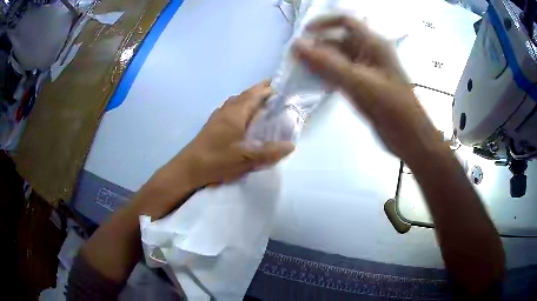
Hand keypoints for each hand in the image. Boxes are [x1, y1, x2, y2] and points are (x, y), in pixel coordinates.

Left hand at [179, 81, 294, 186]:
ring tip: (257, 99)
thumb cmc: (217, 160)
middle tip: (270, 88)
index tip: (277, 85)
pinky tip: (240, 115)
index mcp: (235, 115)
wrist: (189, 168)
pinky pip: (229, 108)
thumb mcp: (246, 159)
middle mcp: (226, 111)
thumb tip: (291, 145)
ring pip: (234, 101)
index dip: (265, 90)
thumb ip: (269, 152)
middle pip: (243, 96)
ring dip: (247, 97)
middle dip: (257, 90)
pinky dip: (238, 105)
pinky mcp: (212, 125)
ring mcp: (217, 117)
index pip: (253, 96)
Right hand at [293, 16, 441, 161]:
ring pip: (340, 59)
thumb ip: (326, 63)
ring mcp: (368, 70)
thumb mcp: (357, 81)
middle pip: (340, 41)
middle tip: (296, 59)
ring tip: (301, 71)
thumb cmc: (389, 106)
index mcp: (373, 44)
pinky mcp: (366, 86)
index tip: (304, 34)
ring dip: (321, 62)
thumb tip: (297, 45)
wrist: (409, 136)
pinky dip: (329, 75)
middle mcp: (370, 53)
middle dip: (318, 46)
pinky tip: (315, 83)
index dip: (324, 23)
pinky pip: (343, 74)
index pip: (346, 22)